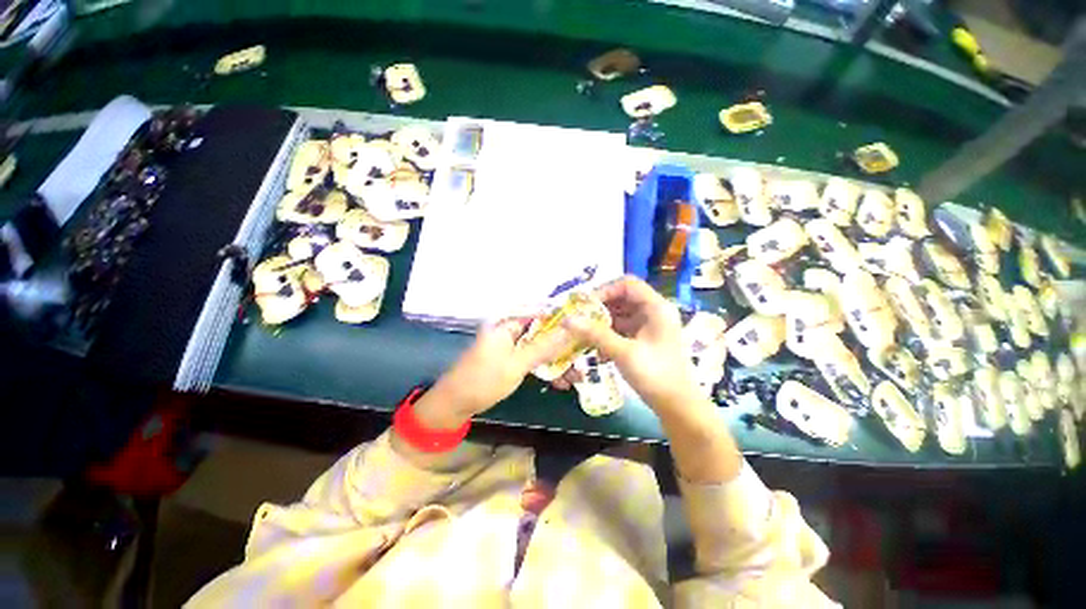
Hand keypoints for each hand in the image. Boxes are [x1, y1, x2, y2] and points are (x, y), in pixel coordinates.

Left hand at [412, 317, 572, 429]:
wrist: (454, 405)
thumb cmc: (483, 380)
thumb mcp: (517, 364)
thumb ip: (544, 346)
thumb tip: (571, 327)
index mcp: (506, 322)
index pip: (540, 312)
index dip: (563, 318)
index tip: (586, 326)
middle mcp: (509, 329)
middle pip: (543, 331)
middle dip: (563, 346)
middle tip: (584, 357)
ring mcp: (510, 345)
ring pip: (540, 347)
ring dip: (557, 361)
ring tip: (577, 377)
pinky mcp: (510, 359)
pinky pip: (533, 359)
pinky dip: (545, 368)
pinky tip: (561, 382)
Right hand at [562, 276, 699, 411]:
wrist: (678, 406)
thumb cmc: (655, 375)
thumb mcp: (623, 352)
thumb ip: (595, 334)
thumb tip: (567, 319)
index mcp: (656, 307)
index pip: (627, 284)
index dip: (605, 290)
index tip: (586, 305)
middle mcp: (654, 312)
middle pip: (623, 298)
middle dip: (601, 308)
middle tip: (581, 319)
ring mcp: (650, 326)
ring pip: (621, 314)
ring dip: (603, 323)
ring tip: (585, 334)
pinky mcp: (645, 339)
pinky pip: (624, 329)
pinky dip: (610, 334)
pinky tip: (598, 348)